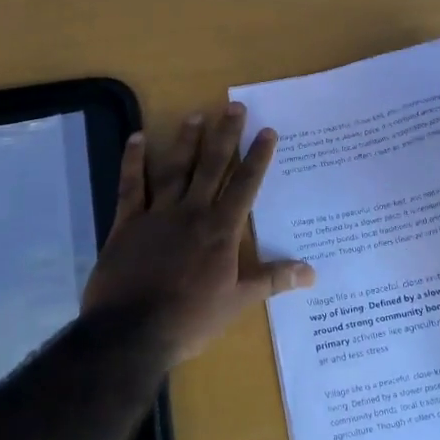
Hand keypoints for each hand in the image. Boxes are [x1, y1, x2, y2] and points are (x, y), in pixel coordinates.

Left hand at [82, 103, 315, 363]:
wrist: (131, 332)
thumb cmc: (190, 319)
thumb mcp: (237, 302)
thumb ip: (272, 280)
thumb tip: (312, 272)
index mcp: (221, 230)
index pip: (245, 185)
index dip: (257, 158)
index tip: (266, 131)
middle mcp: (192, 212)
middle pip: (212, 166)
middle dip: (225, 136)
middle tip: (234, 106)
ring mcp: (157, 214)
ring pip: (175, 169)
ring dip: (186, 141)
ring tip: (196, 115)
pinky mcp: (127, 223)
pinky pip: (131, 185)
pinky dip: (133, 161)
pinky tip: (137, 138)